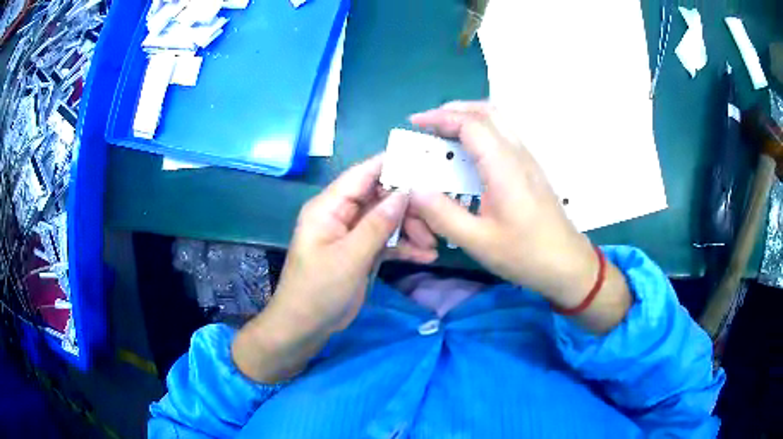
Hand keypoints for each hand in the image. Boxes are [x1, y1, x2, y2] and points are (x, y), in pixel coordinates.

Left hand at [232, 155, 436, 381]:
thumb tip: (404, 193)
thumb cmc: (318, 290)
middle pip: (380, 197)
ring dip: (411, 229)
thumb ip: (377, 225)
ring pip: (387, 220)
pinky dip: (405, 247)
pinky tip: (427, 256)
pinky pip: (387, 241)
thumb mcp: (349, 257)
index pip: (361, 175)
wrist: (305, 326)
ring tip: (434, 243)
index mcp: (329, 207)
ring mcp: (353, 234)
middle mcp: (342, 215)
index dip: (390, 164)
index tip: (423, 160)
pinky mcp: (362, 252)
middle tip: (435, 217)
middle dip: (408, 206)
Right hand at [408, 102, 603, 305]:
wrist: (567, 263)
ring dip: (469, 117)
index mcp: (503, 167)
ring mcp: (528, 158)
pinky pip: (504, 134)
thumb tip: (415, 190)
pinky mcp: (531, 168)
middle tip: (428, 124)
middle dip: (453, 110)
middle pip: (487, 111)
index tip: (415, 123)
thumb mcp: (478, 241)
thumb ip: (442, 215)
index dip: (440, 117)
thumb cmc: (525, 254)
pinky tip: (469, 153)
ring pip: (498, 120)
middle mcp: (517, 153)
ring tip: (444, 133)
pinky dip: (481, 130)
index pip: (470, 124)